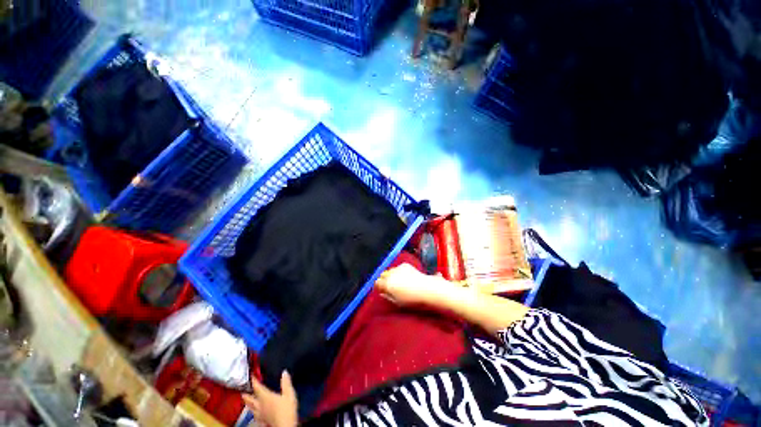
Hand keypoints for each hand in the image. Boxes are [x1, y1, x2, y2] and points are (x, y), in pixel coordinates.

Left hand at [242, 371, 297, 426]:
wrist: (285, 425)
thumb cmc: (286, 409)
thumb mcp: (289, 393)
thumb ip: (286, 383)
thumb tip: (284, 372)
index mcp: (266, 397)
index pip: (257, 388)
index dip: (254, 381)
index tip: (252, 375)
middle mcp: (260, 405)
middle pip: (250, 399)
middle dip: (246, 395)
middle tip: (242, 391)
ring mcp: (260, 414)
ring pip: (251, 408)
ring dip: (248, 403)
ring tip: (246, 400)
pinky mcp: (262, 421)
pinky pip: (255, 415)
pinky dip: (253, 412)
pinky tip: (254, 413)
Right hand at [375, 263, 448, 306]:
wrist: (427, 289)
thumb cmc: (412, 299)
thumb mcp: (397, 302)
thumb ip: (387, 296)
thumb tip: (382, 293)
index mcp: (387, 284)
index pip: (377, 282)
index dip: (379, 286)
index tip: (383, 290)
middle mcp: (390, 274)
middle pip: (382, 275)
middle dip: (384, 279)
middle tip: (391, 286)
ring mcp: (397, 268)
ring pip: (390, 270)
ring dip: (391, 275)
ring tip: (399, 281)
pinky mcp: (405, 264)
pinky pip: (398, 267)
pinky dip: (399, 271)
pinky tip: (406, 277)